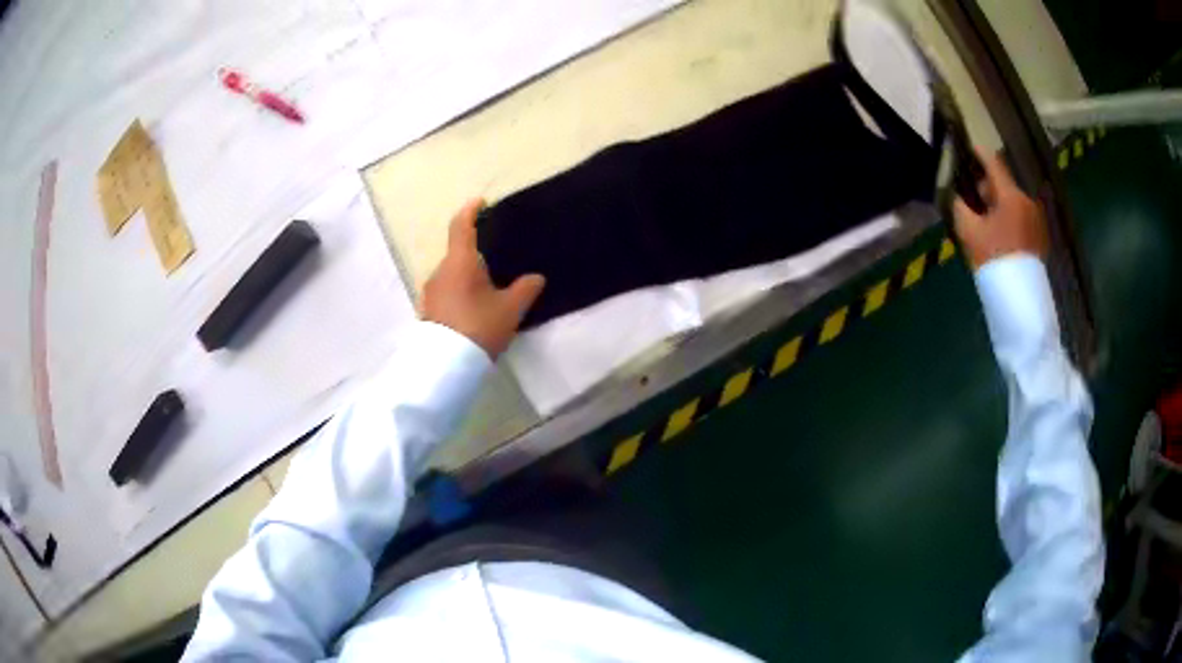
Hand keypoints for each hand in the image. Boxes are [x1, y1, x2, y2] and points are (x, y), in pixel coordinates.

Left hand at [421, 199, 545, 358]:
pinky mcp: (429, 311)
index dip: (470, 211)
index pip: (461, 226)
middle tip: (497, 259)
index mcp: (460, 262)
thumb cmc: (478, 327)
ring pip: (452, 274)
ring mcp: (431, 292)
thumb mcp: (509, 309)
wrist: (445, 366)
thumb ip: (525, 289)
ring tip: (489, 289)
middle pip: (458, 253)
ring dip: (468, 276)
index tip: (480, 202)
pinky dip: (461, 291)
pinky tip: (475, 308)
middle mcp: (441, 271)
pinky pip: (447, 291)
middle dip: (475, 253)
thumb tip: (536, 277)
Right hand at [953, 150, 1047, 270]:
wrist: (1019, 300)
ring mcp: (1037, 220)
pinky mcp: (1040, 237)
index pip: (994, 163)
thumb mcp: (968, 232)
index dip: (980, 153)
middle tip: (973, 199)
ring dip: (999, 205)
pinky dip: (1010, 218)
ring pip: (1013, 202)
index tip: (969, 147)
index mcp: (1011, 196)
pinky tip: (1000, 234)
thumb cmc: (993, 260)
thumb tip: (957, 194)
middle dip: (988, 188)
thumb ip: (960, 206)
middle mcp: (1027, 201)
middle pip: (1004, 184)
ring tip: (986, 221)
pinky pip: (1021, 218)